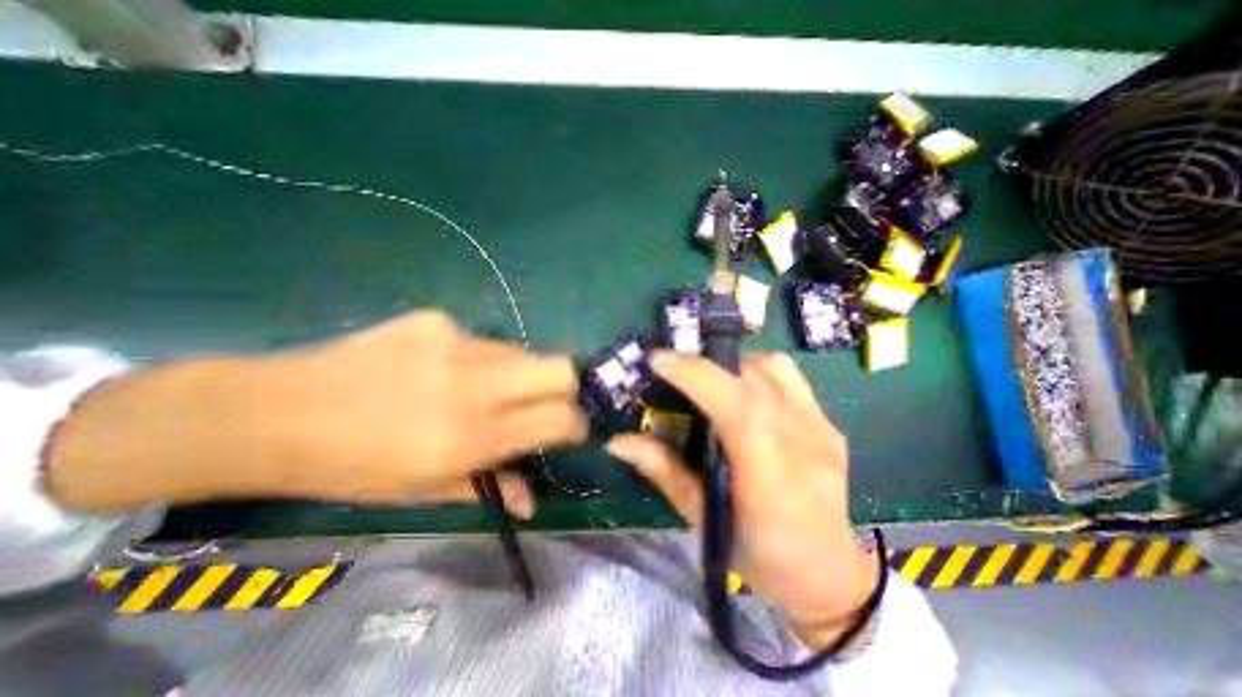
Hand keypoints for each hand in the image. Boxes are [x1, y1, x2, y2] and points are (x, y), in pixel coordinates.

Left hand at [46, 312, 587, 516]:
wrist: (275, 413)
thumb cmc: (354, 467)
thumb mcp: (424, 491)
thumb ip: (489, 488)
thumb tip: (532, 500)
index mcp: (474, 436)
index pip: (559, 419)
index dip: (576, 424)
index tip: (571, 429)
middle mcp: (476, 384)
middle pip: (560, 368)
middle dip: (566, 387)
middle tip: (544, 402)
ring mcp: (457, 344)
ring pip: (521, 353)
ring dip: (515, 374)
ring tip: (479, 389)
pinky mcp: (436, 321)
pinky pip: (480, 341)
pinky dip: (475, 359)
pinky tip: (437, 369)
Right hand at [604, 352, 877, 649]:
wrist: (827, 572)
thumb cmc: (758, 555)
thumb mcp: (703, 521)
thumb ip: (663, 472)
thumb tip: (619, 441)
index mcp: (772, 479)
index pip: (739, 409)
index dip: (698, 376)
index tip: (659, 361)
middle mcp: (803, 444)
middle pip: (752, 381)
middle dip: (704, 366)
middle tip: (673, 372)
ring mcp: (821, 428)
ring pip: (772, 369)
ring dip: (731, 366)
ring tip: (710, 383)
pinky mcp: (827, 422)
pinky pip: (789, 376)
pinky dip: (757, 370)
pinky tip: (743, 390)